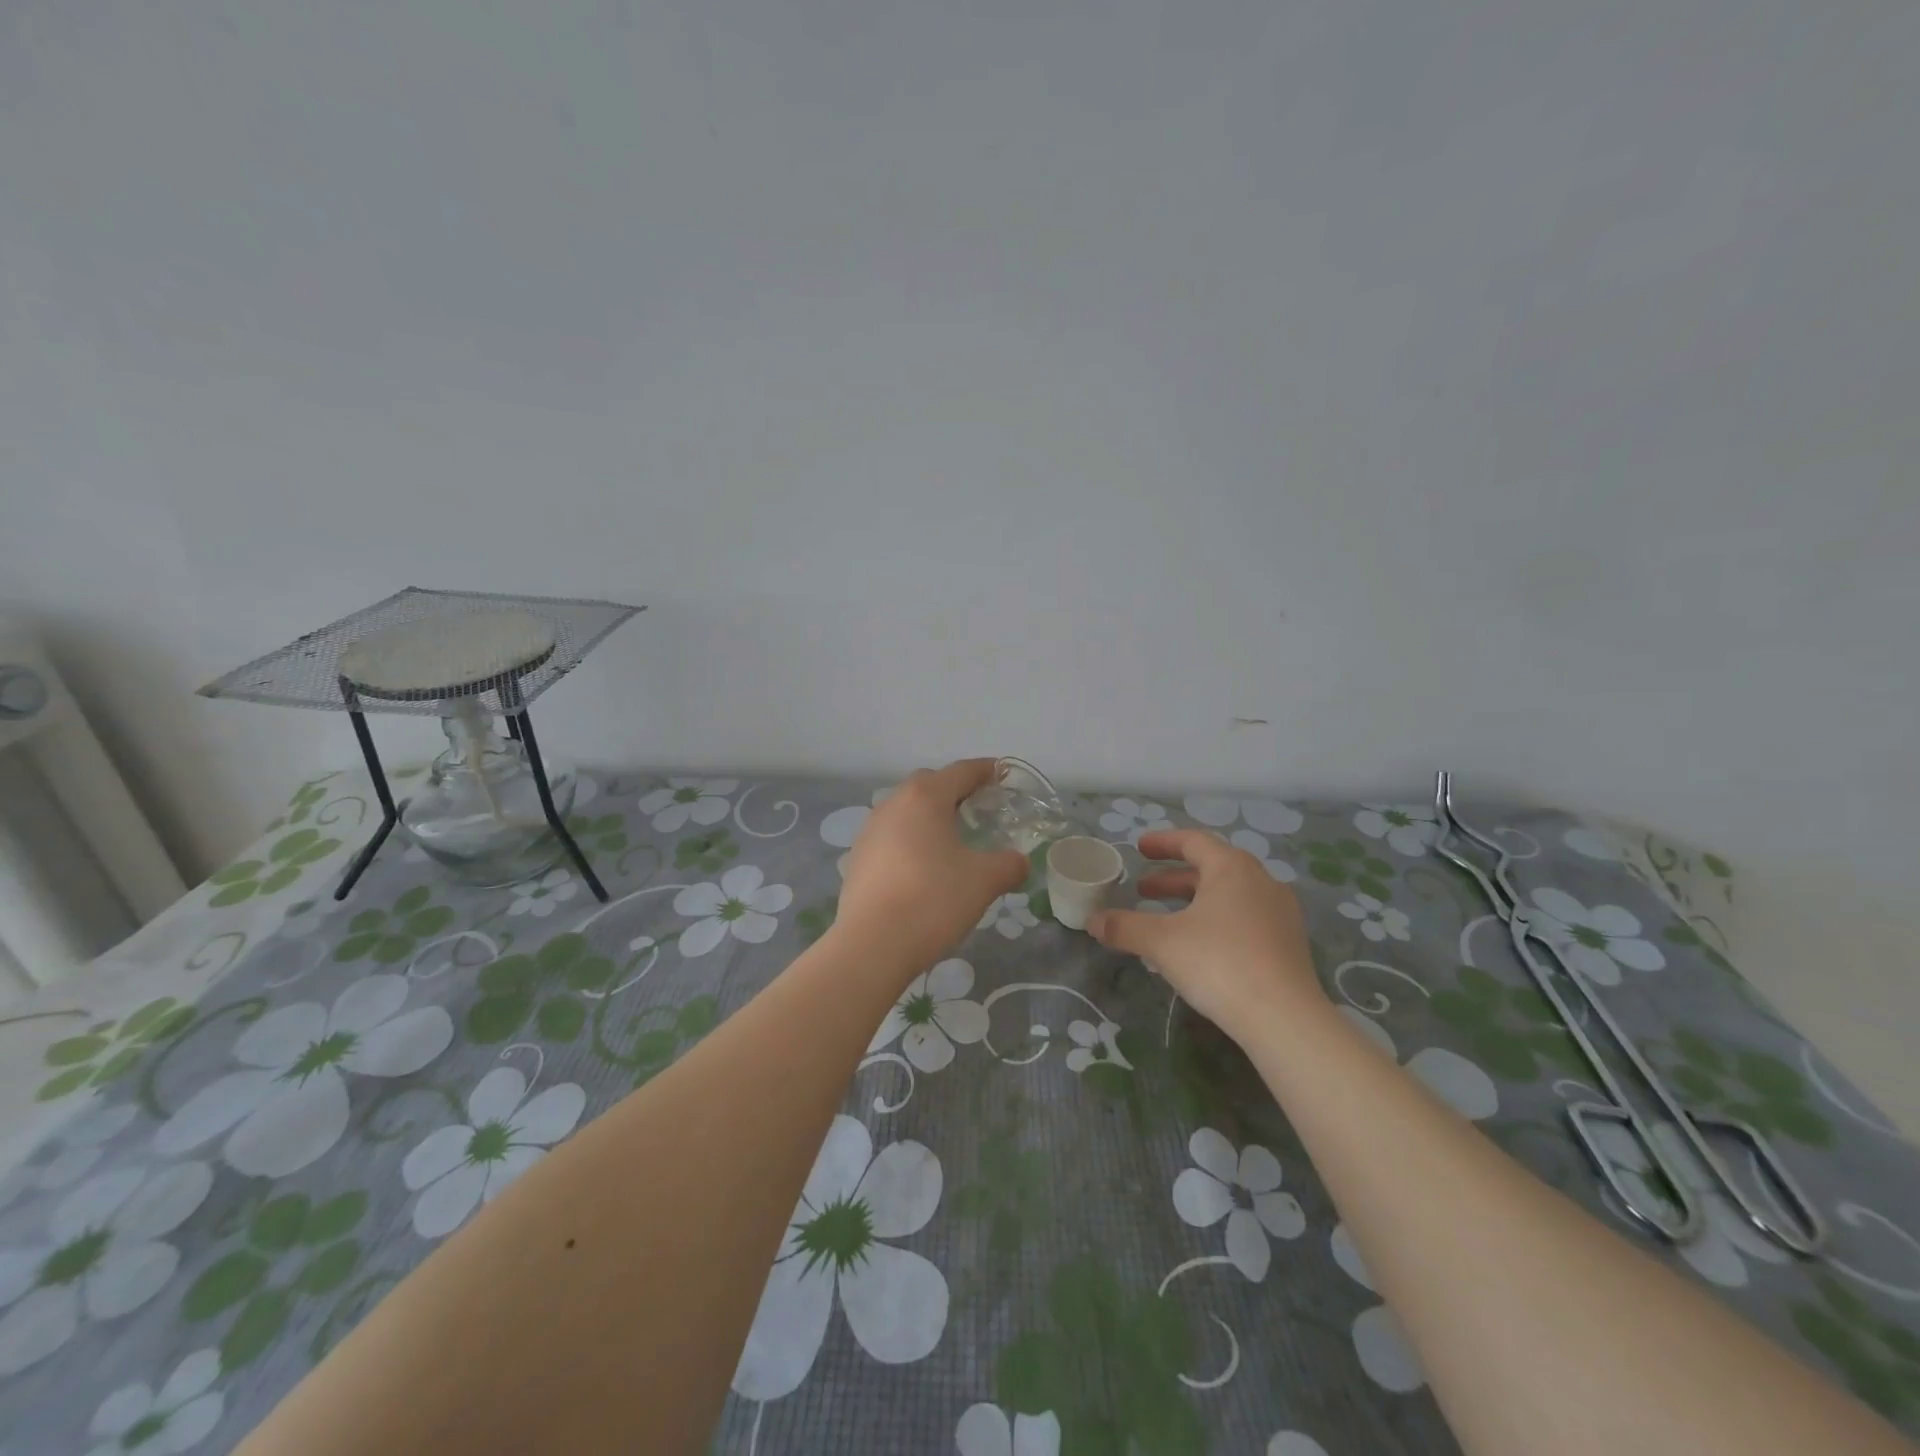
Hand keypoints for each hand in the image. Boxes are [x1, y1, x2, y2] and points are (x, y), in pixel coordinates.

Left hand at [836, 759, 1029, 974]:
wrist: (872, 946)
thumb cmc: (933, 900)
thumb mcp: (984, 881)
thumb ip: (1009, 865)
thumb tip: (1019, 862)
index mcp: (925, 797)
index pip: (962, 771)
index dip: (986, 770)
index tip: (1003, 774)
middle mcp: (893, 804)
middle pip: (930, 784)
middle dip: (956, 791)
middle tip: (980, 808)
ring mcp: (870, 830)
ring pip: (907, 811)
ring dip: (930, 816)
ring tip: (952, 839)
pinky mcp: (858, 858)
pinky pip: (891, 836)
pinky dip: (911, 840)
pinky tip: (924, 867)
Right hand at [1087, 829, 1324, 1039]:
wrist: (1284, 1019)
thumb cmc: (1219, 963)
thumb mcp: (1161, 942)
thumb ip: (1124, 927)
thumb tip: (1092, 921)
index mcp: (1232, 868)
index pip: (1194, 841)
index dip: (1163, 843)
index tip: (1140, 848)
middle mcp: (1261, 881)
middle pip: (1212, 868)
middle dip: (1174, 878)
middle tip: (1144, 889)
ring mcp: (1280, 913)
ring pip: (1230, 895)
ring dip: (1195, 900)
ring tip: (1167, 918)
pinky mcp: (1289, 944)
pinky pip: (1245, 918)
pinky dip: (1217, 920)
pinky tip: (1200, 946)